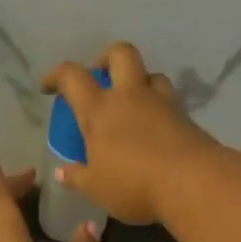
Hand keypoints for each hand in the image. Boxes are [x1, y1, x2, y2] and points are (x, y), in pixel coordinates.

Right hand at [42, 42, 216, 225]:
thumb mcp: (96, 188)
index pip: (72, 77)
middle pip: (120, 53)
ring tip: (131, 103)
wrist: (192, 182)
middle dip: (106, 57)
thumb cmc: (133, 184)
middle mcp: (129, 96)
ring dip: (138, 81)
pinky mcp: (185, 115)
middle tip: (99, 76)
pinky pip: (168, 99)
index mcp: (99, 110)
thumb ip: (77, 177)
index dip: (56, 75)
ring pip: (150, 74)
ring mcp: (161, 102)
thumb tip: (63, 172)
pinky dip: (157, 106)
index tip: (48, 86)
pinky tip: (153, 127)